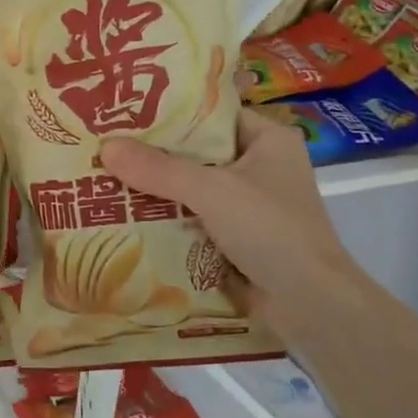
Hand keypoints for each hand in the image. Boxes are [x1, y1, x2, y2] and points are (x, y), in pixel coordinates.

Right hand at [100, 109, 369, 340]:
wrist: (311, 305)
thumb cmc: (270, 230)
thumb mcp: (212, 190)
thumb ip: (159, 169)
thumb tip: (106, 147)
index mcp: (268, 138)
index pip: (211, 114)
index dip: (169, 113)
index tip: (125, 111)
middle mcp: (261, 166)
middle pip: (198, 152)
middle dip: (155, 154)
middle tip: (106, 144)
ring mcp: (252, 205)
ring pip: (194, 188)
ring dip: (158, 190)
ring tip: (106, 177)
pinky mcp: (240, 238)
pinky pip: (196, 219)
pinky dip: (169, 219)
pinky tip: (128, 216)